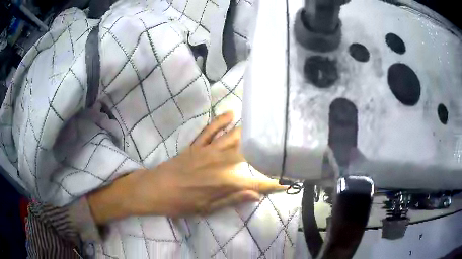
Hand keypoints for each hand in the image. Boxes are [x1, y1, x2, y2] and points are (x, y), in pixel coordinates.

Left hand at [123, 111, 285, 217]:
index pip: (256, 182)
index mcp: (225, 182)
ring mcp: (208, 150)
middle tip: (279, 148)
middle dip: (266, 151)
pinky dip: (221, 120)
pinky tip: (231, 113)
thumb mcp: (207, 209)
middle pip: (249, 153)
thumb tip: (256, 195)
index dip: (273, 184)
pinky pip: (211, 129)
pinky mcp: (196, 145)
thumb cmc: (180, 203)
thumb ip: (232, 199)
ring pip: (233, 137)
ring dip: (250, 132)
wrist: (154, 189)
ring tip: (264, 127)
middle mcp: (221, 162)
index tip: (286, 183)